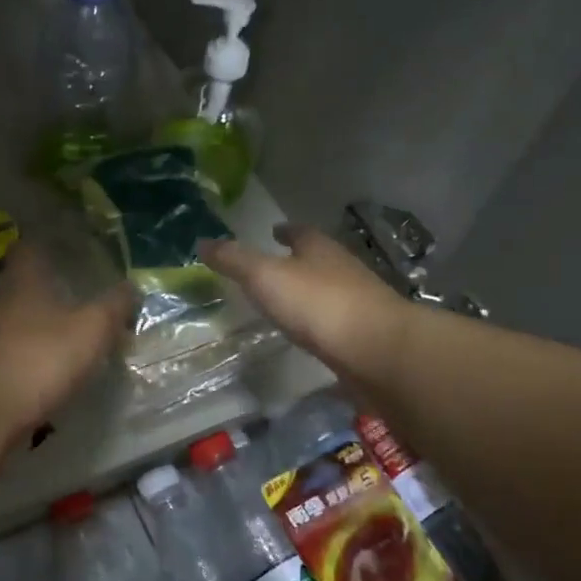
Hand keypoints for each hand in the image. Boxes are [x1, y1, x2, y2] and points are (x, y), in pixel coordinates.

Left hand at [0, 244, 133, 440]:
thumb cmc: (40, 357)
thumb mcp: (91, 329)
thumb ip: (113, 306)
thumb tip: (131, 286)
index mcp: (23, 279)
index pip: (30, 247)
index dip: (49, 243)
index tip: (72, 247)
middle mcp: (1, 300)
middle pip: (24, 283)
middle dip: (50, 286)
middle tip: (81, 290)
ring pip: (20, 318)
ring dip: (43, 322)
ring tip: (73, 329)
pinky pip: (16, 350)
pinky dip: (35, 353)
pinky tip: (54, 365)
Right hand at [201, 224, 407, 380]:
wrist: (378, 350)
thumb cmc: (319, 304)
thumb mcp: (266, 277)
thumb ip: (234, 260)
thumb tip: (202, 241)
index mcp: (319, 248)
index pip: (300, 232)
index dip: (285, 231)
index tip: (273, 231)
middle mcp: (343, 269)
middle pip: (318, 258)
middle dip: (298, 259)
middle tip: (274, 266)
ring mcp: (358, 302)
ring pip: (329, 289)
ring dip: (310, 291)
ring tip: (286, 302)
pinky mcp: (365, 334)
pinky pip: (336, 321)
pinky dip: (320, 322)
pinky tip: (309, 333)